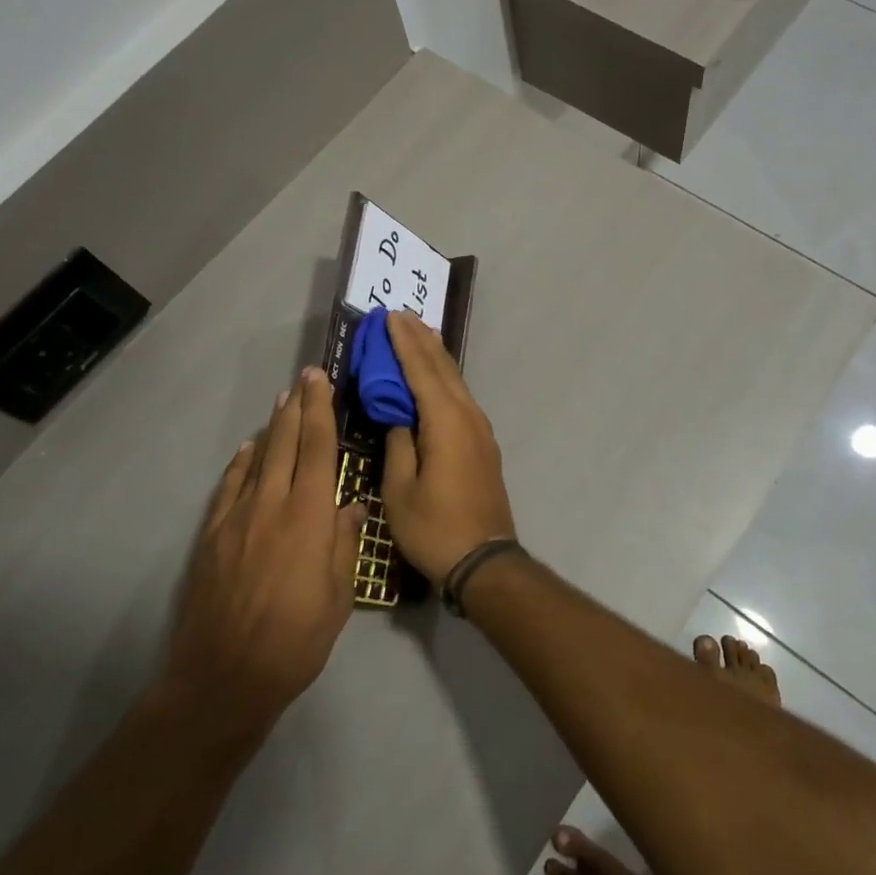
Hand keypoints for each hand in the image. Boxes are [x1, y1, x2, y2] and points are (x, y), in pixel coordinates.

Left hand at [162, 367, 363, 742]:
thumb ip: (345, 544)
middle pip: (286, 444)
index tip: (321, 381)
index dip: (321, 411)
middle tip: (304, 378)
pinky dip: (241, 463)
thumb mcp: (338, 595)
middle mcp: (272, 504)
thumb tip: (352, 506)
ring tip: (282, 403)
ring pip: (258, 459)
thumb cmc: (295, 639)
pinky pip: (230, 487)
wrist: (225, 676)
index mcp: (309, 516)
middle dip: (298, 407)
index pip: (318, 449)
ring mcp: (237, 518)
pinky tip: (249, 450)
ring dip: (272, 428)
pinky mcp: (213, 536)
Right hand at [381, 312, 516, 582]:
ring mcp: (480, 429)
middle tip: (402, 315)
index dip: (404, 342)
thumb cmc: (435, 527)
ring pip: (456, 381)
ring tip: (420, 333)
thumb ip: (398, 444)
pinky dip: (445, 378)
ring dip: (436, 356)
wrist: (484, 559)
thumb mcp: (400, 489)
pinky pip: (461, 397)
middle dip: (421, 340)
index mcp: (446, 422)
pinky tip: (438, 377)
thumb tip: (399, 416)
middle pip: (443, 368)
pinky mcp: (483, 443)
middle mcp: (468, 416)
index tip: (391, 316)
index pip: (422, 370)